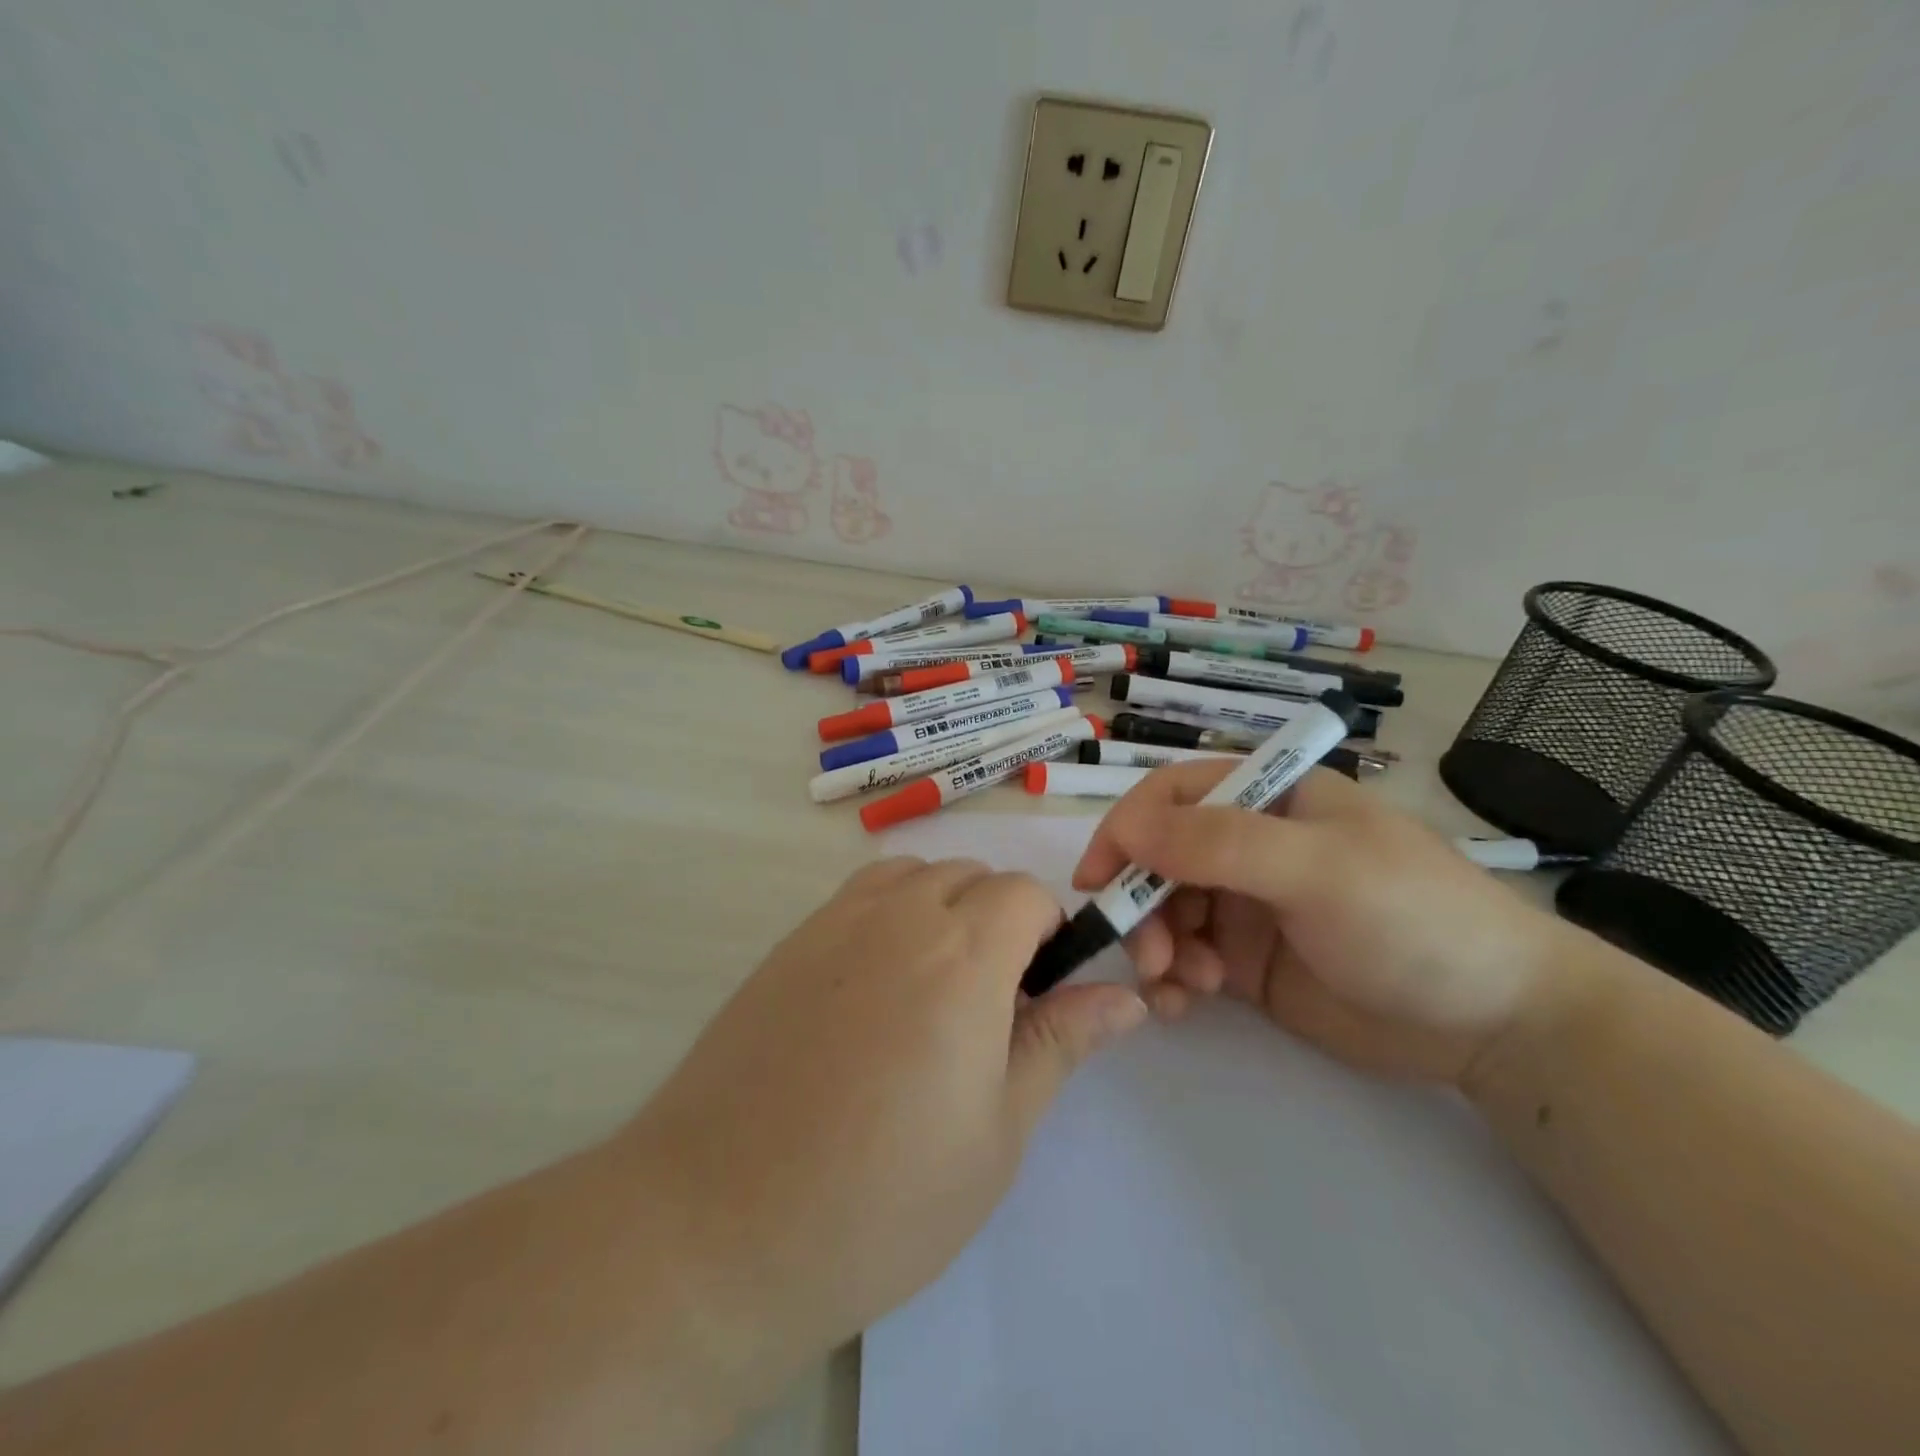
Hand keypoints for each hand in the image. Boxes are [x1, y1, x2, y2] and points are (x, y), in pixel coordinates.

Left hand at [622, 857, 1146, 1375]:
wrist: (721, 1223)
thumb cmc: (884, 1196)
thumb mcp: (998, 1130)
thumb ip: (1061, 1042)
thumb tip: (1126, 997)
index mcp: (963, 954)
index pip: (1026, 893)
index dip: (1048, 934)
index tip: (1039, 995)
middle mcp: (899, 915)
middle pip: (972, 876)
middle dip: (1000, 921)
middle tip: (990, 1007)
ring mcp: (834, 922)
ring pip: (914, 876)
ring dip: (943, 908)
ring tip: (933, 992)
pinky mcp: (788, 943)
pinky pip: (859, 897)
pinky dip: (888, 915)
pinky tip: (872, 994)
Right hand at [1073, 763, 1572, 1086]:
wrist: (1496, 1023)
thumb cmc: (1413, 919)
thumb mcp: (1317, 869)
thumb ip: (1220, 844)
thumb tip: (1128, 829)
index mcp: (1268, 798)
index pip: (1172, 796)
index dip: (1126, 828)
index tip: (1096, 879)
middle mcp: (1248, 845)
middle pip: (1159, 859)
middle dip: (1142, 903)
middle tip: (1150, 954)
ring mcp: (1246, 905)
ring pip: (1164, 912)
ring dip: (1156, 945)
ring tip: (1183, 984)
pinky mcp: (1247, 962)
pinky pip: (1185, 961)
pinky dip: (1171, 980)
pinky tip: (1184, 1005)